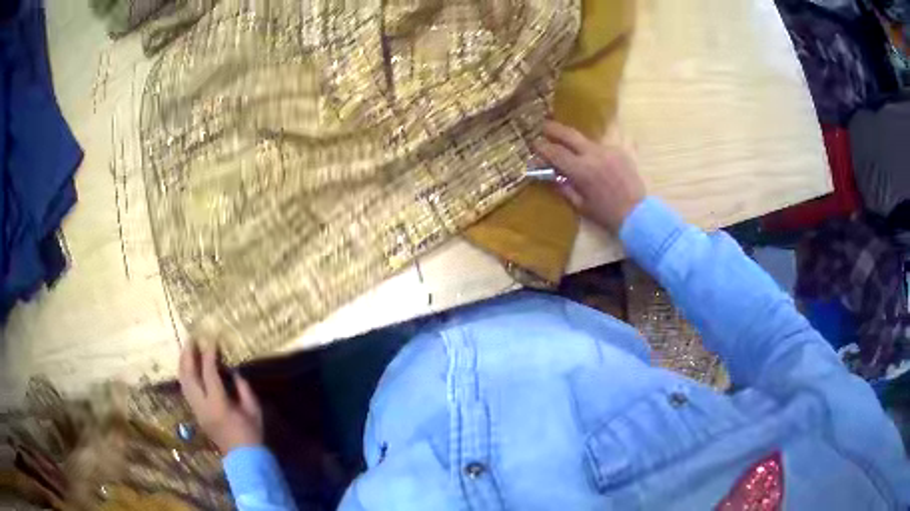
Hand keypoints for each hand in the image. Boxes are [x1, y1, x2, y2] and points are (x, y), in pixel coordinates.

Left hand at [179, 343, 263, 453]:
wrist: (243, 458)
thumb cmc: (251, 433)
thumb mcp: (253, 409)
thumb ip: (243, 387)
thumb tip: (233, 371)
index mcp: (218, 404)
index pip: (208, 373)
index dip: (209, 354)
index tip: (211, 339)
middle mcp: (202, 406)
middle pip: (188, 376)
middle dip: (188, 355)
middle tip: (191, 339)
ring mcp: (196, 411)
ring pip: (183, 382)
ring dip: (184, 364)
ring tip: (187, 349)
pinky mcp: (195, 414)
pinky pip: (186, 390)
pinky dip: (185, 375)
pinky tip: (189, 367)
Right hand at [532, 120, 645, 232]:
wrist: (637, 213)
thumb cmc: (607, 214)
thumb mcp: (581, 205)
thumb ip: (564, 188)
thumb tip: (550, 176)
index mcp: (581, 170)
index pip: (556, 153)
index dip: (543, 148)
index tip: (535, 144)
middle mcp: (593, 154)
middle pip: (570, 135)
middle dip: (554, 129)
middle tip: (544, 126)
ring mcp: (608, 150)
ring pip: (586, 139)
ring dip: (575, 140)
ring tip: (568, 142)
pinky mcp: (620, 151)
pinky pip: (602, 145)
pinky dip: (592, 149)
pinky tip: (591, 154)